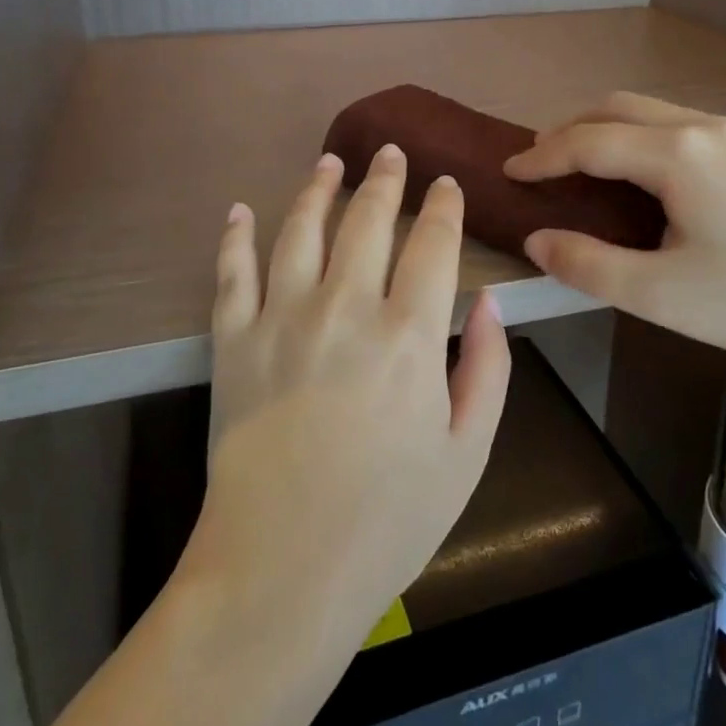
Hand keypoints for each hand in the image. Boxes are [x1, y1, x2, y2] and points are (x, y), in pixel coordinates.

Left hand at [187, 145, 510, 652]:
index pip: (432, 245)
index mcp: (409, 336)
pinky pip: (231, 273)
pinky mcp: (233, 342)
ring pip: (300, 229)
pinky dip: (234, 237)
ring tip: (329, 162)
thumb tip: (493, 302)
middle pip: (368, 221)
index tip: (446, 185)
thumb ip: (488, 370)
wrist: (281, 571)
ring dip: (318, 188)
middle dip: (385, 180)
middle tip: (390, 153)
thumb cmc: (388, 520)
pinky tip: (240, 210)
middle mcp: (345, 309)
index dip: (442, 208)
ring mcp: (281, 320)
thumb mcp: (466, 454)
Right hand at [504, 92, 725, 386]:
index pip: (587, 141)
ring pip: (655, 113)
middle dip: (571, 130)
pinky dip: (645, 140)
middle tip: (543, 165)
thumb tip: (538, 240)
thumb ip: (588, 265)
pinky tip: (653, 181)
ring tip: (590, 170)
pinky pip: (685, 128)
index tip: (509, 171)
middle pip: (618, 108)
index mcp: (676, 154)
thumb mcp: (663, 294)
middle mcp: (705, 128)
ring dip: (610, 131)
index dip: (541, 156)